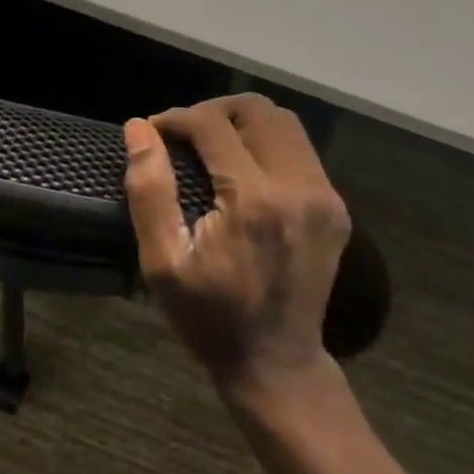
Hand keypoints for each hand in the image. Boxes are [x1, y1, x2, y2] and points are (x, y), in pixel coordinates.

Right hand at [124, 94, 350, 389]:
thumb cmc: (209, 317)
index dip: (176, 119)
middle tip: (184, 135)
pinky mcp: (335, 207)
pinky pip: (300, 150)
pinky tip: (243, 170)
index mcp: (254, 200)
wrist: (276, 365)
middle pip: (257, 109)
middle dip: (213, 111)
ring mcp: (324, 196)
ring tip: (212, 146)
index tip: (153, 132)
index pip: (212, 124)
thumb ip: (149, 190)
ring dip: (242, 123)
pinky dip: (267, 144)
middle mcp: (298, 187)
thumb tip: (139, 129)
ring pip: (284, 122)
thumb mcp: (163, 262)